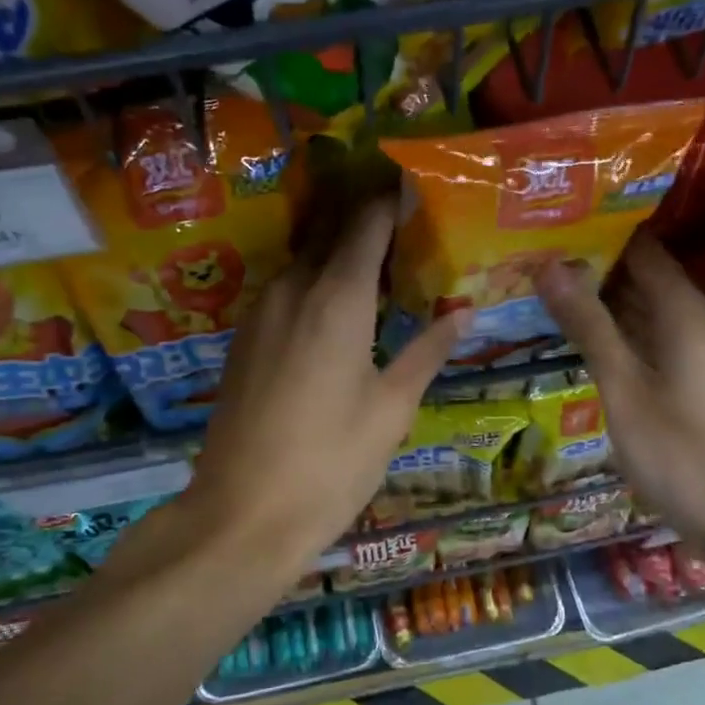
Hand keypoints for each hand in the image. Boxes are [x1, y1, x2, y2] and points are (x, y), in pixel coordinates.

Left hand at [184, 201, 466, 572]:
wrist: (241, 515)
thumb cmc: (330, 463)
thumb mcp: (391, 409)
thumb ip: (426, 351)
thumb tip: (463, 313)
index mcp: (336, 299)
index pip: (366, 223)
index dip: (391, 200)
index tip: (417, 189)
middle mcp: (292, 291)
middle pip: (331, 234)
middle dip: (367, 223)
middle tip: (407, 228)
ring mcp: (260, 314)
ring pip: (304, 263)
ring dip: (338, 256)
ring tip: (379, 269)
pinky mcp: (242, 340)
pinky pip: (285, 292)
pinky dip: (315, 285)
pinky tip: (337, 311)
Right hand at [535, 232, 704, 560]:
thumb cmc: (677, 452)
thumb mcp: (622, 387)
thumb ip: (588, 325)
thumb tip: (549, 266)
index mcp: (685, 313)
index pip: (642, 249)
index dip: (599, 234)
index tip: (553, 227)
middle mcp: (699, 321)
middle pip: (645, 276)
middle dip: (594, 266)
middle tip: (536, 258)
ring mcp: (702, 351)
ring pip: (648, 308)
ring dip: (605, 299)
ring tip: (549, 288)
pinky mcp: (698, 377)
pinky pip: (655, 336)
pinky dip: (621, 330)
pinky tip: (586, 337)